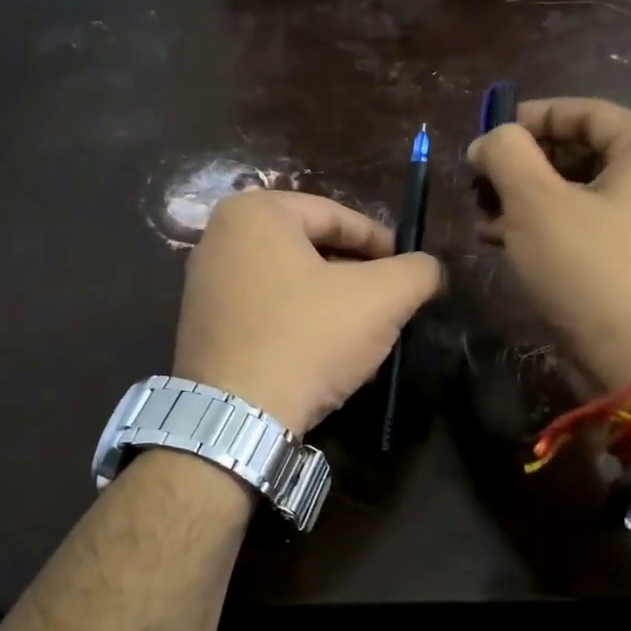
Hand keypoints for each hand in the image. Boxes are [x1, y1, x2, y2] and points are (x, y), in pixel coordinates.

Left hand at [175, 189, 443, 434]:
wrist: (237, 418)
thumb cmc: (308, 338)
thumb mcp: (381, 298)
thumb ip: (417, 271)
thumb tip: (429, 269)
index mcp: (256, 212)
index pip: (336, 215)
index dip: (381, 242)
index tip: (407, 270)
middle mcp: (219, 237)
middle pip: (310, 247)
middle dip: (355, 274)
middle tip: (389, 302)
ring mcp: (203, 284)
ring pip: (288, 281)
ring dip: (330, 302)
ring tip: (363, 332)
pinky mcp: (201, 327)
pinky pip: (264, 311)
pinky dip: (298, 322)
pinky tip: (323, 353)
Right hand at [469, 97, 630, 390]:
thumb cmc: (590, 271)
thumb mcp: (536, 204)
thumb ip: (506, 155)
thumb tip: (490, 141)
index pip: (587, 112)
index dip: (532, 117)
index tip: (488, 135)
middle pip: (582, 154)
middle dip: (524, 166)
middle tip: (480, 183)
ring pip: (580, 196)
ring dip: (527, 201)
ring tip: (482, 218)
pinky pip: (587, 230)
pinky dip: (547, 230)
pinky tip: (505, 244)